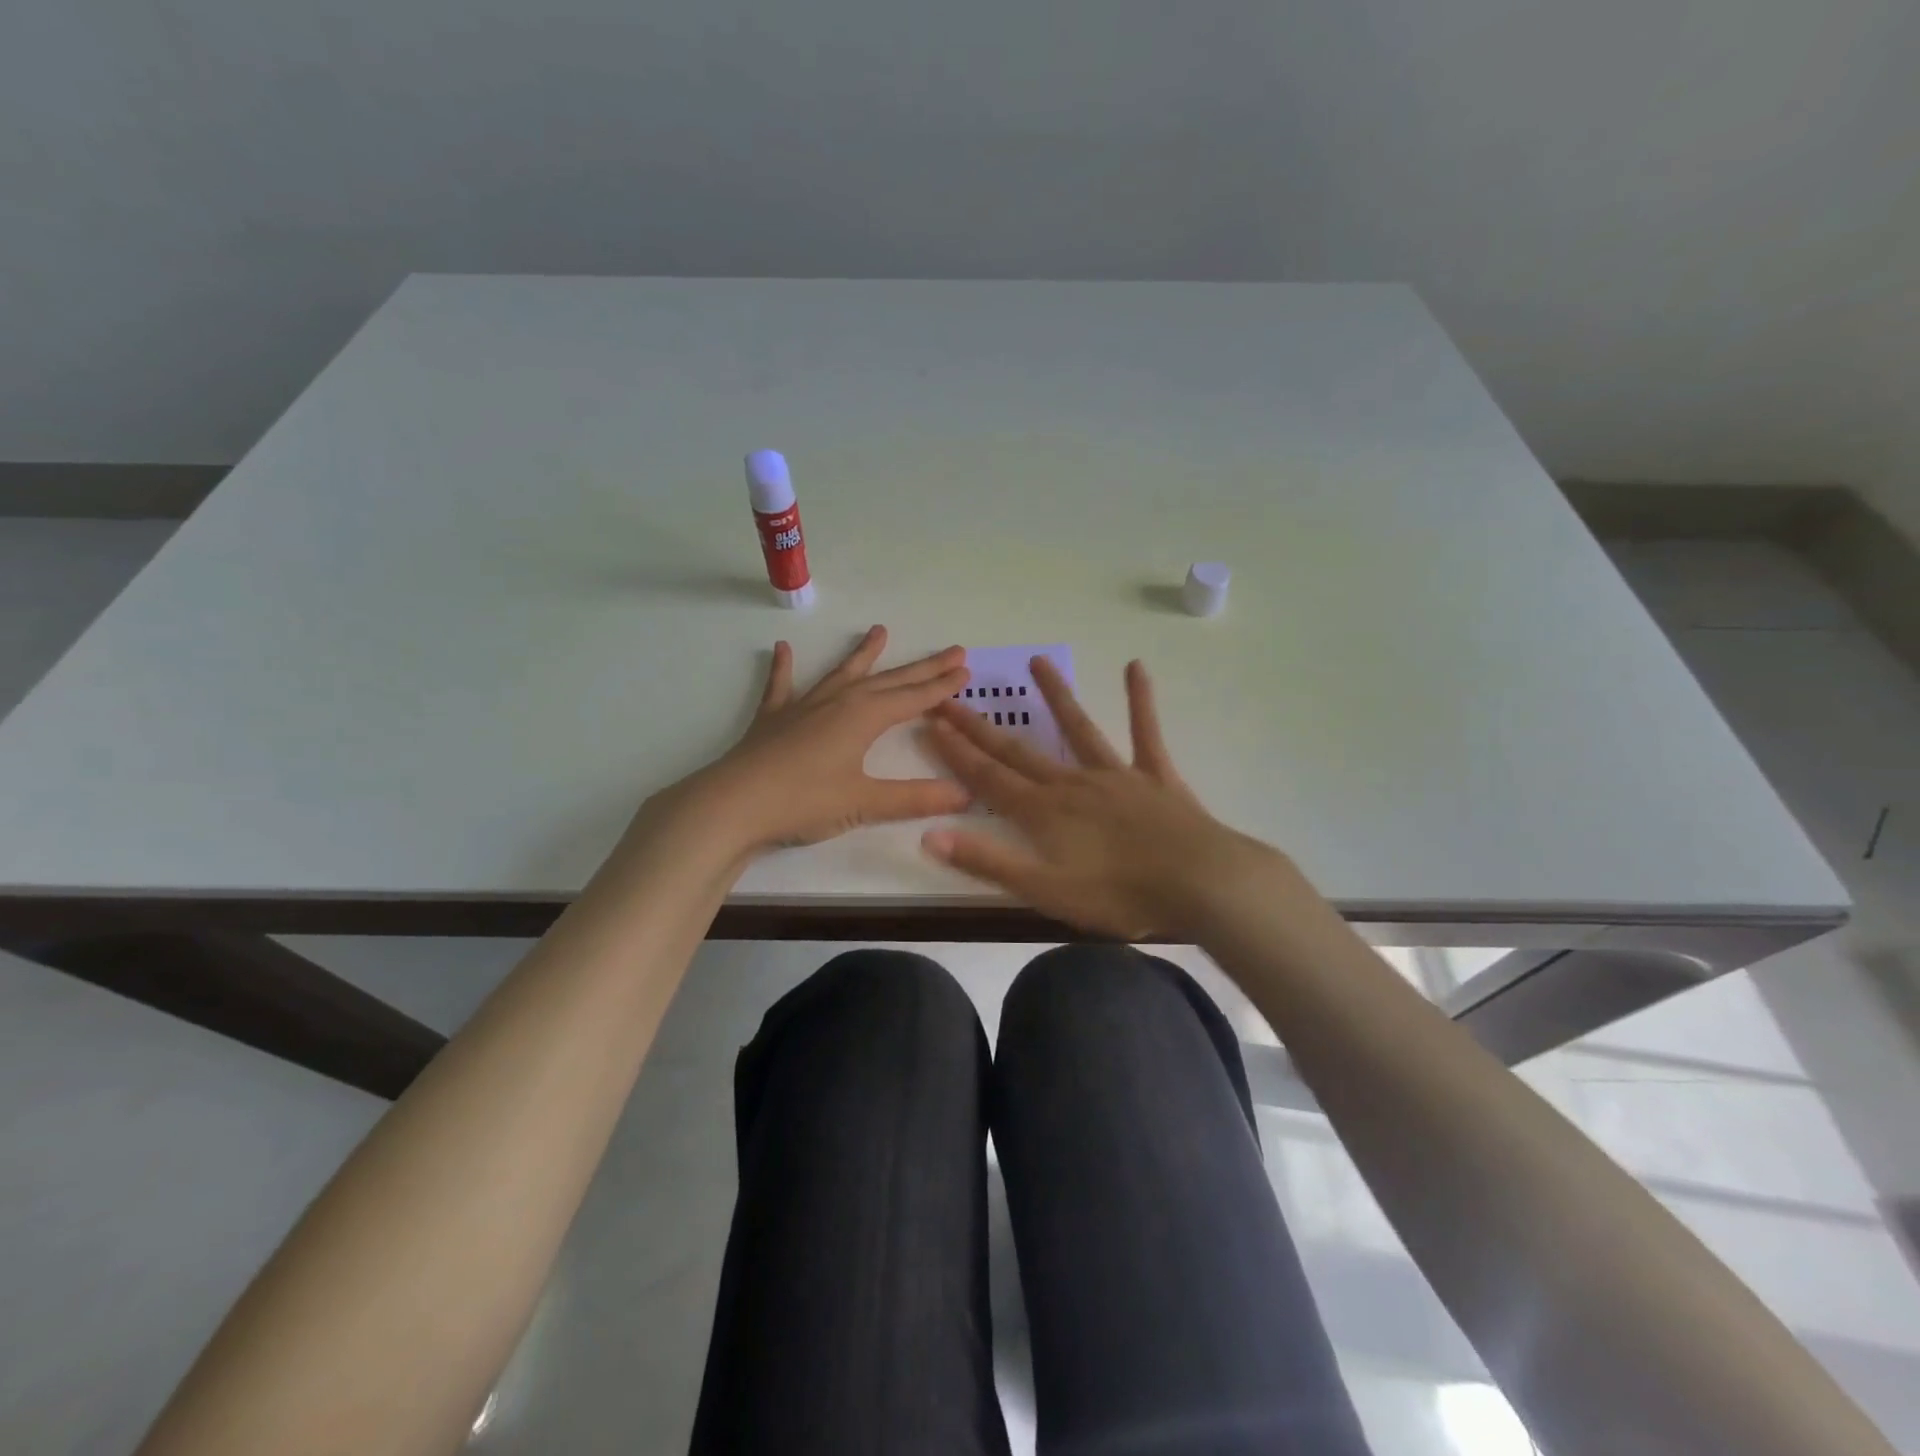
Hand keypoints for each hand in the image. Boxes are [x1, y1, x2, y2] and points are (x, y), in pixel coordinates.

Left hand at [661, 625, 972, 854]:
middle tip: (951, 650)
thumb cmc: (804, 801)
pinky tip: (782, 649)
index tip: (965, 670)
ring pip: (842, 674)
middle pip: (889, 680)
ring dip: (863, 654)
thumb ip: (915, 798)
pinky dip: (783, 668)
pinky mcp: (773, 719)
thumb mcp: (865, 803)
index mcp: (864, 717)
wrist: (733, 805)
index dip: (941, 686)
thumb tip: (966, 795)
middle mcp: (838, 702)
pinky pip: (781, 687)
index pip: (913, 697)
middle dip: (922, 668)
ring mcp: (803, 707)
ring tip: (879, 631)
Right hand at [919, 658, 1271, 938]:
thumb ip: (988, 862)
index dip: (956, 752)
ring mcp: (1116, 775)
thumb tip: (929, 834)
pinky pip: (1145, 732)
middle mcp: (1072, 783)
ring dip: (1056, 696)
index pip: (988, 778)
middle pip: (1019, 750)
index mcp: (1044, 813)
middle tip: (952, 696)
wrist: (1202, 884)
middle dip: (981, 726)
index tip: (931, 723)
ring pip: (1078, 729)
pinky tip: (1136, 667)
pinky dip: (1140, 700)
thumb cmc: (1121, 896)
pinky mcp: (1154, 776)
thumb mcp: (1046, 891)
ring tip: (1037, 660)